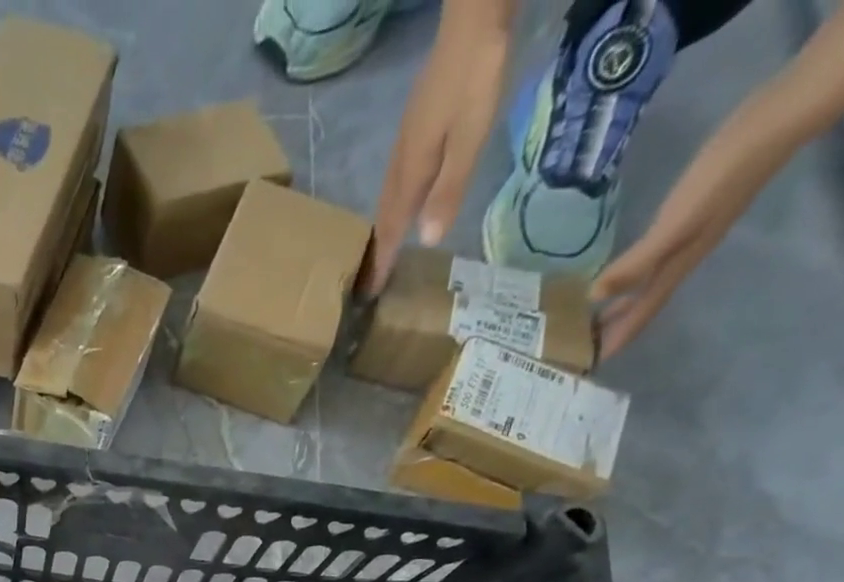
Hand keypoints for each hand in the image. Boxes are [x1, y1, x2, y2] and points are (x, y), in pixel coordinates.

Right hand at [368, 4, 511, 292]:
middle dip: (375, 249)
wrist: (473, 20)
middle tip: (367, 280)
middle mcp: (401, 163)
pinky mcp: (415, 129)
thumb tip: (426, 241)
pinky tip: (402, 206)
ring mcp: (406, 144)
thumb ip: (449, 187)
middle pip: (383, 216)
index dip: (381, 259)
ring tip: (380, 251)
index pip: (390, 227)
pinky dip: (394, 204)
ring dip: (382, 227)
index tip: (369, 291)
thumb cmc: (476, 77)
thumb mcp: (470, 135)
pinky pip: (396, 181)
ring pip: (387, 198)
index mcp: (411, 171)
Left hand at [591, 119, 788, 357]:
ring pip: (649, 282)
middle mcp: (684, 256)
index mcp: (678, 265)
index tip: (588, 365)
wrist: (778, 119)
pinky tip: (625, 268)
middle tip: (582, 347)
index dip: (615, 339)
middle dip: (614, 327)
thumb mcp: (676, 223)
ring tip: (593, 317)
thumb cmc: (725, 174)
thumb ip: (637, 262)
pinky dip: (634, 272)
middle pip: (644, 302)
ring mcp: (691, 234)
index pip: (641, 313)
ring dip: (622, 302)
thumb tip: (594, 296)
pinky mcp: (694, 212)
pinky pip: (655, 256)